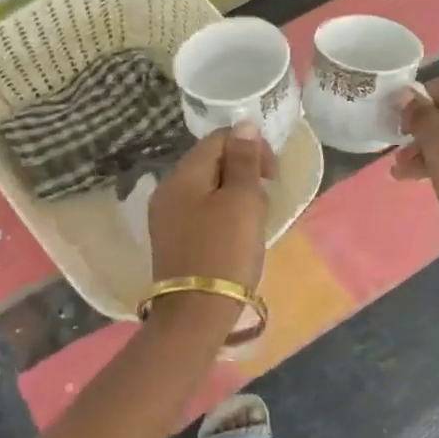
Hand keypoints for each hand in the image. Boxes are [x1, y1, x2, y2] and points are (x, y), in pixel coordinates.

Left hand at [148, 122, 276, 291]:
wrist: (196, 314)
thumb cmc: (225, 252)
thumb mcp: (242, 201)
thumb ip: (244, 160)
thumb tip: (244, 124)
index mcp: (183, 175)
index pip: (218, 139)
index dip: (250, 147)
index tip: (272, 174)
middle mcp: (168, 189)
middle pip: (210, 162)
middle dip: (243, 171)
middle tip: (265, 198)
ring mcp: (166, 216)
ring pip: (207, 187)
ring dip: (235, 194)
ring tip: (254, 219)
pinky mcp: (172, 239)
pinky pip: (200, 211)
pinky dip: (222, 213)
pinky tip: (235, 234)